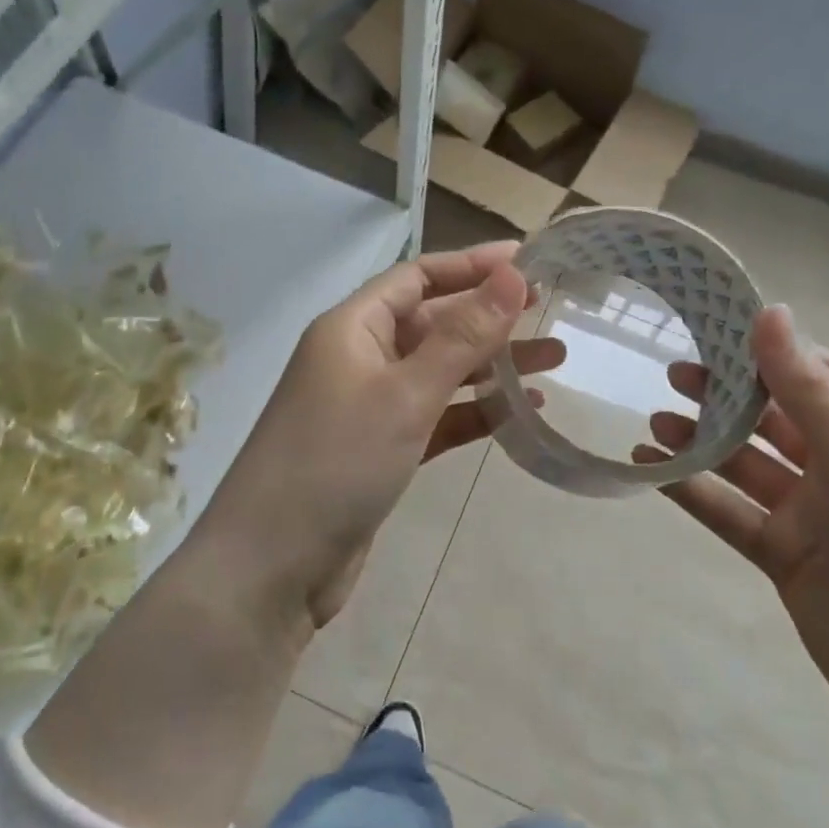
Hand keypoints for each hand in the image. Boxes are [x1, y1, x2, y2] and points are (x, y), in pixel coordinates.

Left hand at [202, 242, 562, 631]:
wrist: (273, 566)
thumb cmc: (336, 462)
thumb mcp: (406, 393)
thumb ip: (462, 336)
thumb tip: (511, 273)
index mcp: (352, 328)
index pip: (416, 277)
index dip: (471, 265)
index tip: (527, 261)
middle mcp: (359, 358)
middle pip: (432, 322)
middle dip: (490, 318)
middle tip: (551, 313)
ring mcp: (369, 407)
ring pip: (439, 372)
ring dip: (491, 366)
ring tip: (555, 360)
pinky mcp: (381, 450)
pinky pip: (436, 417)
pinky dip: (474, 413)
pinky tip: (521, 413)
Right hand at [637, 305, 828, 742]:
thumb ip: (809, 394)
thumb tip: (772, 312)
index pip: (820, 376)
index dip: (771, 350)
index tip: (717, 326)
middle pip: (775, 417)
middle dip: (727, 394)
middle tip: (672, 373)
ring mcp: (811, 514)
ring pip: (744, 464)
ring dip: (702, 441)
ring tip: (654, 422)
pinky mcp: (781, 555)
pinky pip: (728, 511)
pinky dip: (691, 489)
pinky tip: (650, 469)